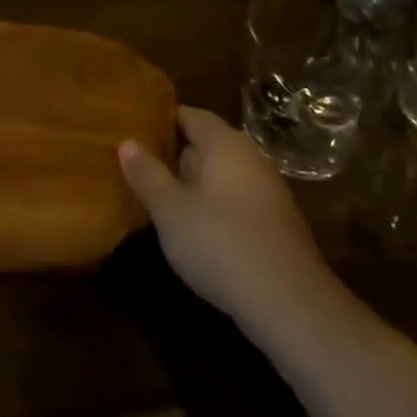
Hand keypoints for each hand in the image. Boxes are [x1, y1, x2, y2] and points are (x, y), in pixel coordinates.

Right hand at [120, 107, 342, 338]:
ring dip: (194, 182)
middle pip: (207, 143)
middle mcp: (249, 157)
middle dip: (175, 152)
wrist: (289, 302)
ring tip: (160, 196)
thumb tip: (127, 142)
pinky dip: (214, 204)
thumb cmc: (220, 242)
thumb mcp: (169, 209)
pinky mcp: (275, 222)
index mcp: (223, 143)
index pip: (189, 114)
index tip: (133, 128)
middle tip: (139, 164)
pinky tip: (195, 228)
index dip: (160, 119)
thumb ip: (147, 173)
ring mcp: (267, 190)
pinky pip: (236, 199)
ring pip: (222, 174)